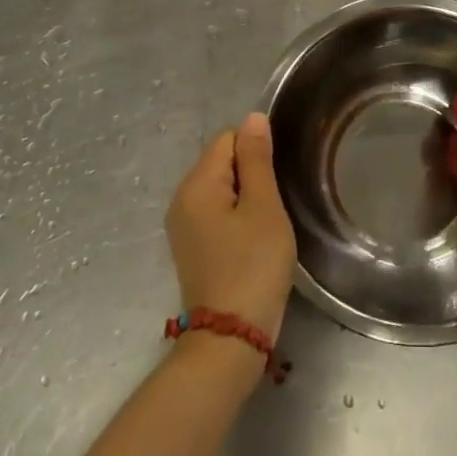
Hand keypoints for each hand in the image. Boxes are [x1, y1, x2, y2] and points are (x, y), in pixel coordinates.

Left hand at [165, 113, 296, 343]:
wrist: (231, 338)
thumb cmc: (253, 265)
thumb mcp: (263, 206)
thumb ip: (257, 158)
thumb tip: (253, 117)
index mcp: (196, 184)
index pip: (228, 139)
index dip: (257, 152)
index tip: (274, 182)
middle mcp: (182, 199)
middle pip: (222, 162)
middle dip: (252, 175)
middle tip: (273, 207)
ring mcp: (184, 226)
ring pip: (222, 189)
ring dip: (247, 199)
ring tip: (266, 226)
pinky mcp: (192, 247)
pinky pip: (217, 213)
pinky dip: (237, 218)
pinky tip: (253, 241)